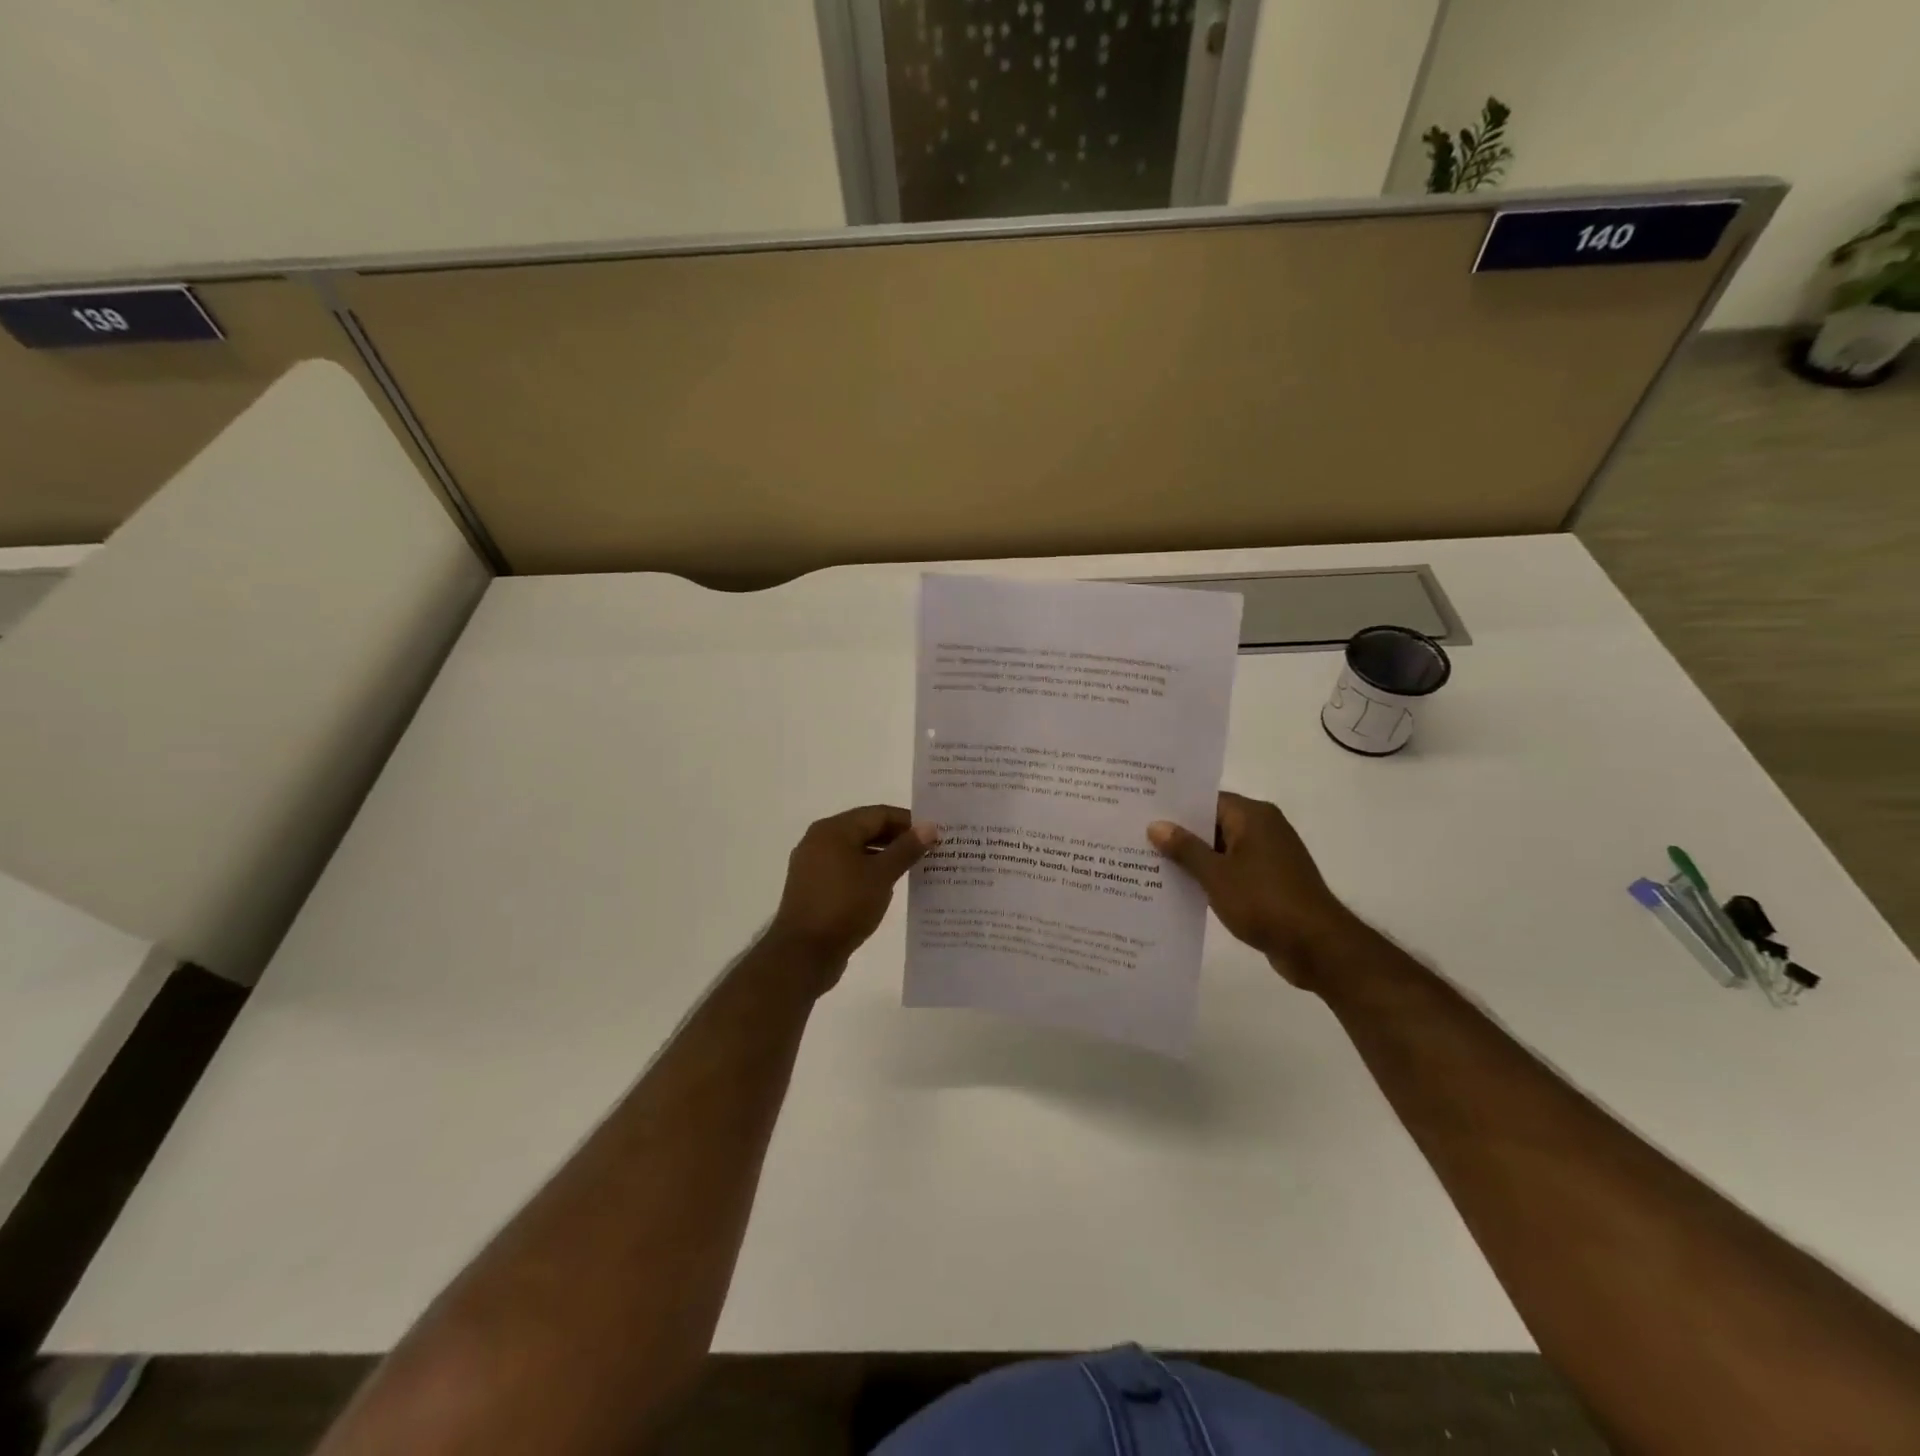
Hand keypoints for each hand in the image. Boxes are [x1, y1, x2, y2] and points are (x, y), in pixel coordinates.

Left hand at [767, 805, 937, 983]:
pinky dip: (868, 872)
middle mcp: (819, 841)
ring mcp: (813, 865)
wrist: (803, 954)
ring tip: (915, 868)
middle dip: (897, 839)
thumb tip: (929, 826)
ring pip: (856, 851)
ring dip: (884, 857)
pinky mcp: (814, 888)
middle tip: (929, 850)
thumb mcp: (881, 876)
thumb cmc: (844, 906)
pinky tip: (888, 886)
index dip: (908, 821)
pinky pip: (846, 870)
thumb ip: (906, 849)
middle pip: (865, 829)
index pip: (878, 814)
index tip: (934, 833)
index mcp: (833, 830)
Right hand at [1148, 791, 1355, 986]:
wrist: (1317, 947)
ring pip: (1221, 849)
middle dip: (1179, 834)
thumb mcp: (1216, 875)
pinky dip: (1210, 877)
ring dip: (1193, 858)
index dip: (1175, 806)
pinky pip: (1232, 870)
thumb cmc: (1264, 901)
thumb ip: (1185, 849)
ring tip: (1150, 863)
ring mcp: (1269, 857)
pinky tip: (1181, 888)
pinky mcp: (1270, 882)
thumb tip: (1156, 825)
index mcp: (1253, 816)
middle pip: (1213, 823)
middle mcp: (1263, 829)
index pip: (1207, 800)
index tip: (1143, 812)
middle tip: (1138, 837)